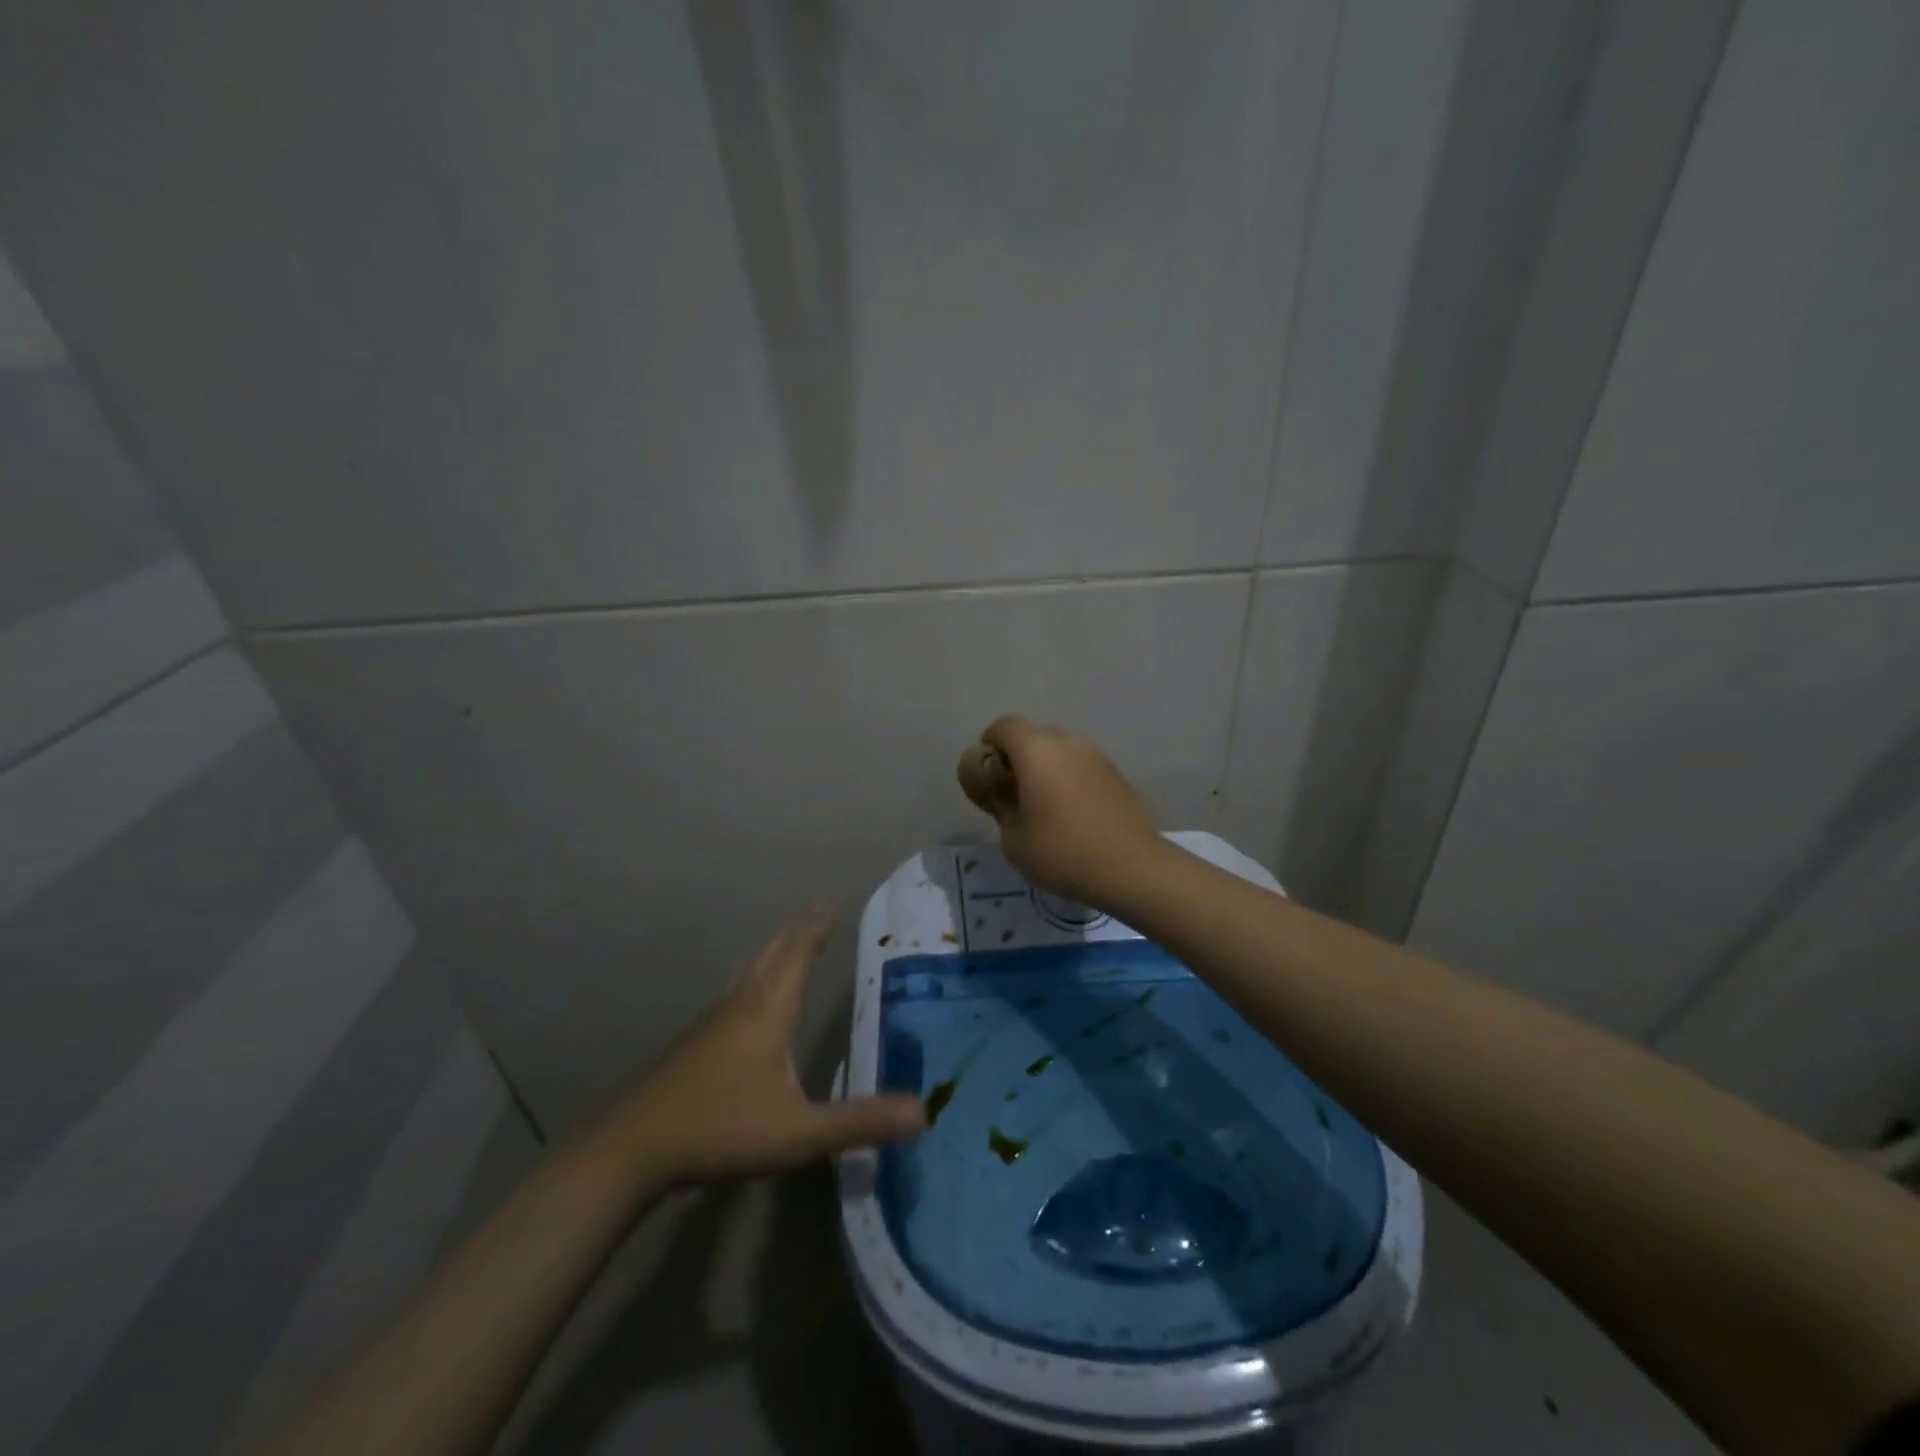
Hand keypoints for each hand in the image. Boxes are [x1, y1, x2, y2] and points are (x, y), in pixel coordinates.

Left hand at [616, 908, 923, 1182]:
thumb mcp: (798, 1132)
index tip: (833, 904)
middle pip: (773, 952)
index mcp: (769, 1008)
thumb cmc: (720, 1128)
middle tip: (819, 914)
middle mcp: (741, 1002)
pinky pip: (736, 992)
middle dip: (798, 932)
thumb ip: (859, 1122)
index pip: (799, 952)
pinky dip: (757, 978)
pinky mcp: (694, 1042)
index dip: (817, 928)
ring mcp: (712, 1021)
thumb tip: (923, 1113)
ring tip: (791, 946)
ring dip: (775, 952)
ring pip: (751, 970)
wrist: (629, 1148)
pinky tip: (752, 1003)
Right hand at [956, 716, 1165, 905]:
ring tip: (1043, 803)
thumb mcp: (1013, 839)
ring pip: (1062, 750)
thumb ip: (1000, 807)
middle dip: (1019, 756)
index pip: (1005, 726)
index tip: (986, 770)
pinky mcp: (1117, 775)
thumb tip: (1000, 794)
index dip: (990, 742)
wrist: (1131, 868)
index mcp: (1036, 751)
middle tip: (1012, 789)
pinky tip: (1071, 813)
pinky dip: (1071, 779)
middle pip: (1035, 735)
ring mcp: (1097, 757)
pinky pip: (1083, 767)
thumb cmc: (1062, 852)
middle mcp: (1068, 743)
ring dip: (1047, 768)